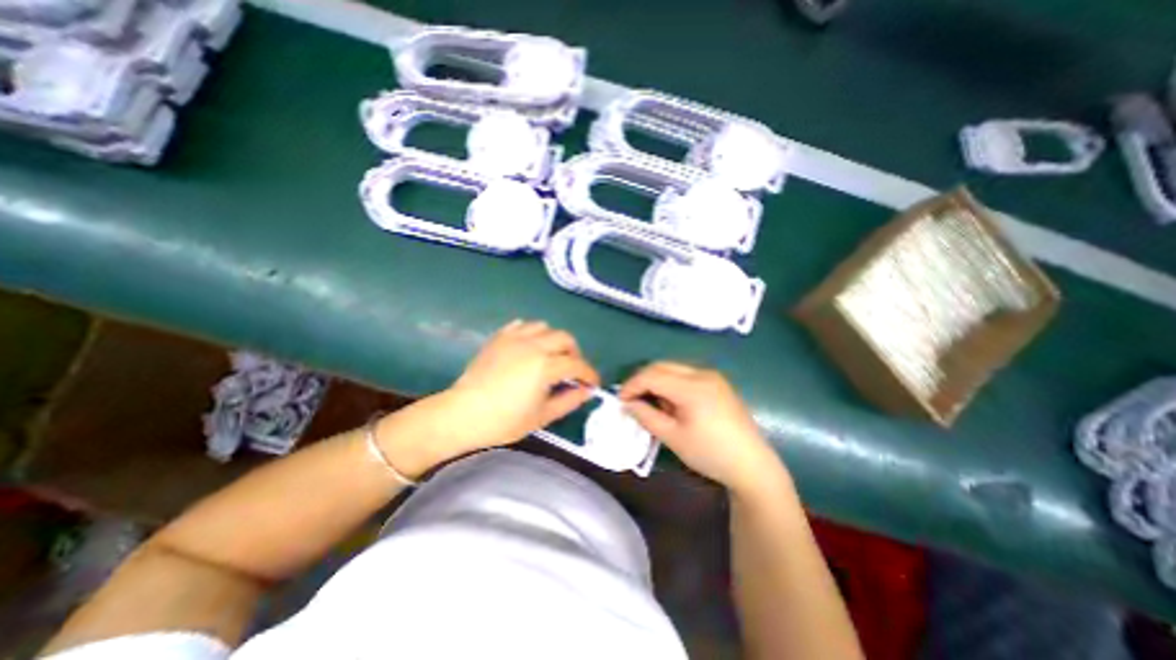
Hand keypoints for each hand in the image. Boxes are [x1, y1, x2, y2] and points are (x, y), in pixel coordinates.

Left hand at [446, 320, 599, 450]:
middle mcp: (534, 345)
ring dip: (554, 341)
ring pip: (545, 328)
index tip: (593, 383)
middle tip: (572, 370)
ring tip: (550, 357)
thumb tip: (586, 391)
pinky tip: (529, 348)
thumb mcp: (542, 416)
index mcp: (546, 366)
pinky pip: (522, 326)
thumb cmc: (504, 420)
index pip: (577, 365)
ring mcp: (515, 338)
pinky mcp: (500, 337)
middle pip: (565, 339)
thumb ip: (569, 400)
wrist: (462, 413)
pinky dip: (532, 334)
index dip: (589, 374)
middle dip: (574, 353)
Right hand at [617, 363, 789, 496]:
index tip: (620, 400)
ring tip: (651, 404)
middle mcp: (702, 373)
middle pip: (662, 366)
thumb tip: (627, 403)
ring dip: (656, 380)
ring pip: (673, 368)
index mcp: (692, 387)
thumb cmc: (710, 454)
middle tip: (631, 400)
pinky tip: (671, 403)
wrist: (752, 465)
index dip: (632, 385)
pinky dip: (671, 383)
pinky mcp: (717, 382)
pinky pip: (686, 374)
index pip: (652, 375)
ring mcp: (712, 376)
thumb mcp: (673, 437)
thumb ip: (646, 416)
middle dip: (642, 380)